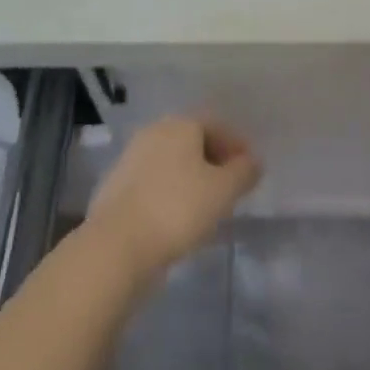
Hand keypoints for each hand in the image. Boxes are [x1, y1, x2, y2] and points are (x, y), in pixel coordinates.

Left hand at [86, 118, 260, 283]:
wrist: (116, 245)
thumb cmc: (177, 209)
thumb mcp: (222, 192)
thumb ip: (243, 173)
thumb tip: (253, 161)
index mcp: (181, 124)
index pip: (215, 124)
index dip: (236, 144)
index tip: (249, 168)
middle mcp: (155, 131)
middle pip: (192, 139)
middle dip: (213, 158)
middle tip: (229, 185)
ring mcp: (132, 156)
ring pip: (171, 160)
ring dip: (190, 176)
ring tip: (205, 204)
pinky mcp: (116, 185)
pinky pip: (153, 181)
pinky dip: (168, 191)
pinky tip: (175, 217)